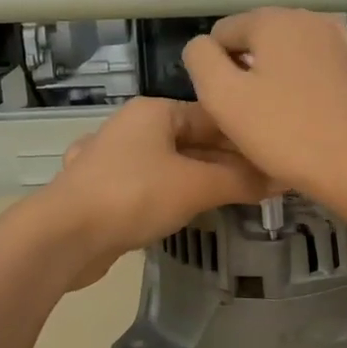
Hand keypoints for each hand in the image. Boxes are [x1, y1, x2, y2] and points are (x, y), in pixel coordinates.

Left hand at [38, 96, 272, 287]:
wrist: (64, 236)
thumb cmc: (134, 196)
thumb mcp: (197, 186)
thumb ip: (241, 181)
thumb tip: (283, 178)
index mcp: (155, 111)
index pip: (214, 116)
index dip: (248, 137)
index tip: (277, 158)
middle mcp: (134, 128)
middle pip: (194, 140)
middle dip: (227, 162)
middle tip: (265, 184)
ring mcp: (115, 159)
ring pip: (172, 165)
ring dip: (203, 180)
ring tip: (237, 198)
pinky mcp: (105, 191)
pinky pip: (151, 186)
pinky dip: (174, 195)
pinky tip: (188, 211)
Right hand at [181, 8, 346, 200]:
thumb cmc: (281, 131)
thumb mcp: (221, 95)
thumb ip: (200, 58)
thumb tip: (202, 46)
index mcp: (272, 18)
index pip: (221, 33)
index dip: (215, 70)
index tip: (231, 104)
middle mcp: (305, 15)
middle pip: (253, 38)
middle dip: (245, 69)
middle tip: (252, 113)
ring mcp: (333, 36)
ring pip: (280, 50)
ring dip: (270, 74)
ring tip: (276, 112)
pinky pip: (307, 61)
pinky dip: (297, 76)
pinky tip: (300, 103)